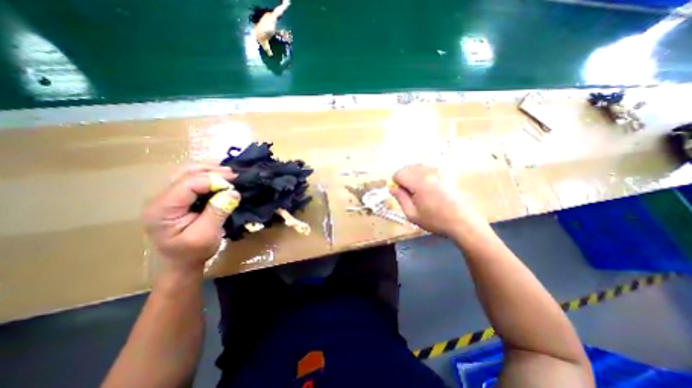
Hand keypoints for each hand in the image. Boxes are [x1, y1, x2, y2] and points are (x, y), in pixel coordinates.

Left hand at [142, 164, 240, 276]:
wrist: (182, 263)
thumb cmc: (192, 252)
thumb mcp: (206, 236)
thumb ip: (217, 213)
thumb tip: (233, 192)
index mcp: (162, 209)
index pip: (187, 183)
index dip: (212, 180)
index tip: (234, 185)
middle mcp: (161, 198)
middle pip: (185, 172)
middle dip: (212, 170)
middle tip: (234, 175)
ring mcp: (169, 196)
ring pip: (188, 172)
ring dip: (210, 170)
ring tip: (230, 174)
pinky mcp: (178, 197)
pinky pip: (193, 178)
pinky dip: (209, 175)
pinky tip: (221, 178)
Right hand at [388, 164, 485, 236]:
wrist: (464, 222)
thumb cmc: (436, 220)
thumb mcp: (412, 214)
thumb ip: (400, 199)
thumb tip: (392, 189)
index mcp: (419, 182)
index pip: (399, 173)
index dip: (397, 184)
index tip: (402, 194)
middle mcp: (429, 172)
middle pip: (407, 168)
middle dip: (405, 179)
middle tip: (411, 194)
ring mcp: (439, 171)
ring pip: (417, 167)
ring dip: (414, 177)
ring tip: (421, 192)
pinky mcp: (447, 173)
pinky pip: (428, 169)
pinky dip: (424, 175)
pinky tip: (430, 189)